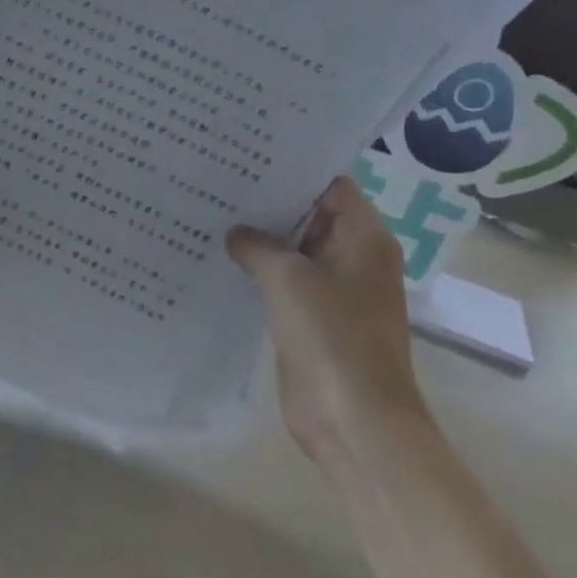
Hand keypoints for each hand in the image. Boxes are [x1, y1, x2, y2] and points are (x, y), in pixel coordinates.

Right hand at [227, 176, 428, 469]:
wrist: (354, 420)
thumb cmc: (331, 336)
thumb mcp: (287, 277)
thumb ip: (257, 245)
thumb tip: (236, 233)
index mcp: (364, 238)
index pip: (330, 185)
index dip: (293, 170)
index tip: (248, 157)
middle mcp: (353, 257)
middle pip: (310, 216)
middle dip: (269, 203)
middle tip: (219, 180)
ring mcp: (335, 290)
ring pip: (294, 251)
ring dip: (261, 239)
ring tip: (212, 213)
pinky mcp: (314, 318)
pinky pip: (285, 283)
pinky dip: (259, 272)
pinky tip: (221, 259)